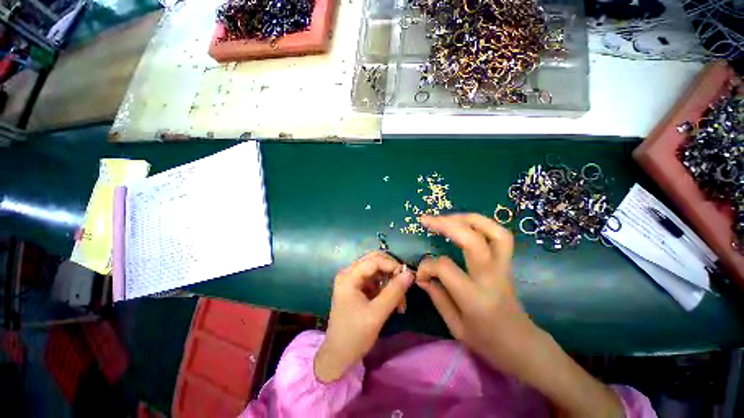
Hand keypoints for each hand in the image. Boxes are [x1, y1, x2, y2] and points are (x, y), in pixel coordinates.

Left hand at [314, 252, 413, 382]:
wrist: (338, 357)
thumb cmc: (354, 335)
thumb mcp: (376, 314)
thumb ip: (394, 292)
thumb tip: (410, 274)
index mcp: (349, 277)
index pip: (374, 261)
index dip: (392, 265)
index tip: (407, 277)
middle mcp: (350, 274)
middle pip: (375, 262)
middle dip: (392, 272)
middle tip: (404, 285)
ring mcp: (354, 281)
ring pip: (378, 271)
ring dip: (391, 283)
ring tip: (401, 302)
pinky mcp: (358, 289)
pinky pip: (376, 281)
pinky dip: (387, 289)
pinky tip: (395, 304)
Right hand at [415, 213, 535, 369]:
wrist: (524, 347)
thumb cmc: (489, 343)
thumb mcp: (456, 328)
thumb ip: (437, 297)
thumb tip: (421, 276)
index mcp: (475, 298)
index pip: (445, 267)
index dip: (427, 266)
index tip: (421, 275)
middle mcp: (491, 278)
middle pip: (472, 240)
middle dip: (446, 225)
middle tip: (426, 219)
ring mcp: (504, 268)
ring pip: (493, 232)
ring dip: (468, 218)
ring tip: (447, 217)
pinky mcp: (507, 263)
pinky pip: (500, 236)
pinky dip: (482, 223)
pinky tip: (465, 223)